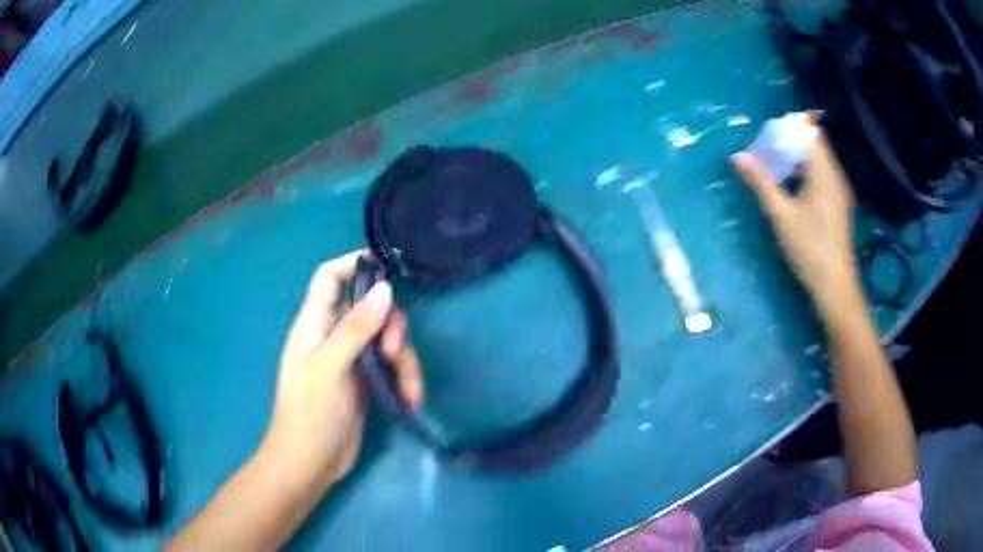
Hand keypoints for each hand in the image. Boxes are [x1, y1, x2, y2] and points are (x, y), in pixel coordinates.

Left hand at [262, 251, 423, 488]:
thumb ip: (356, 328)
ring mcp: (351, 359)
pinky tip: (411, 400)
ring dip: (405, 361)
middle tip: (395, 351)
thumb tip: (385, 289)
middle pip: (369, 308)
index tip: (387, 268)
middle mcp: (333, 335)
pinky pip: (391, 367)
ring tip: (410, 388)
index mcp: (314, 324)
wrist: (311, 462)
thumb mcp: (331, 367)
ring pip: (386, 340)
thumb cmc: (311, 412)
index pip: (329, 277)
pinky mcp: (366, 381)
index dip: (353, 263)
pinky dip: (404, 379)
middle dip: (390, 325)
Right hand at [731, 135, 858, 310]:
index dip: (787, 129)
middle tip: (766, 152)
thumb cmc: (809, 249)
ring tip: (774, 168)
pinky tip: (791, 189)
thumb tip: (737, 157)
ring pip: (818, 160)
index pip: (808, 133)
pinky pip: (821, 175)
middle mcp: (835, 176)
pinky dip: (805, 173)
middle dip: (789, 143)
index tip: (767, 136)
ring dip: (796, 159)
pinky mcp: (838, 204)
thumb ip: (761, 183)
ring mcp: (839, 190)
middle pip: (813, 144)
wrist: (835, 286)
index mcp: (824, 173)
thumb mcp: (781, 215)